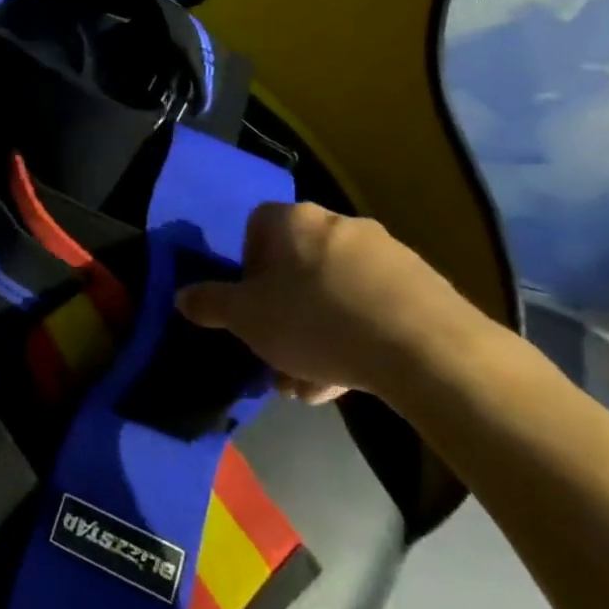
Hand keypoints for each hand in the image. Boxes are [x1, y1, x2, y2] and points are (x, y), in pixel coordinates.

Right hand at [175, 202, 481, 403]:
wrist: (426, 350)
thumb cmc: (316, 321)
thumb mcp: (246, 318)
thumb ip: (210, 304)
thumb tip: (181, 296)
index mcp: (292, 221)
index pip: (256, 228)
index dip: (248, 267)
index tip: (251, 306)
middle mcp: (338, 224)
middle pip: (296, 268)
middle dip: (283, 315)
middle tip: (278, 358)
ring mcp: (385, 252)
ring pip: (333, 292)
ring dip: (316, 335)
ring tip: (313, 387)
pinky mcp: (421, 284)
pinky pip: (371, 306)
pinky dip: (355, 336)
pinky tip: (349, 380)